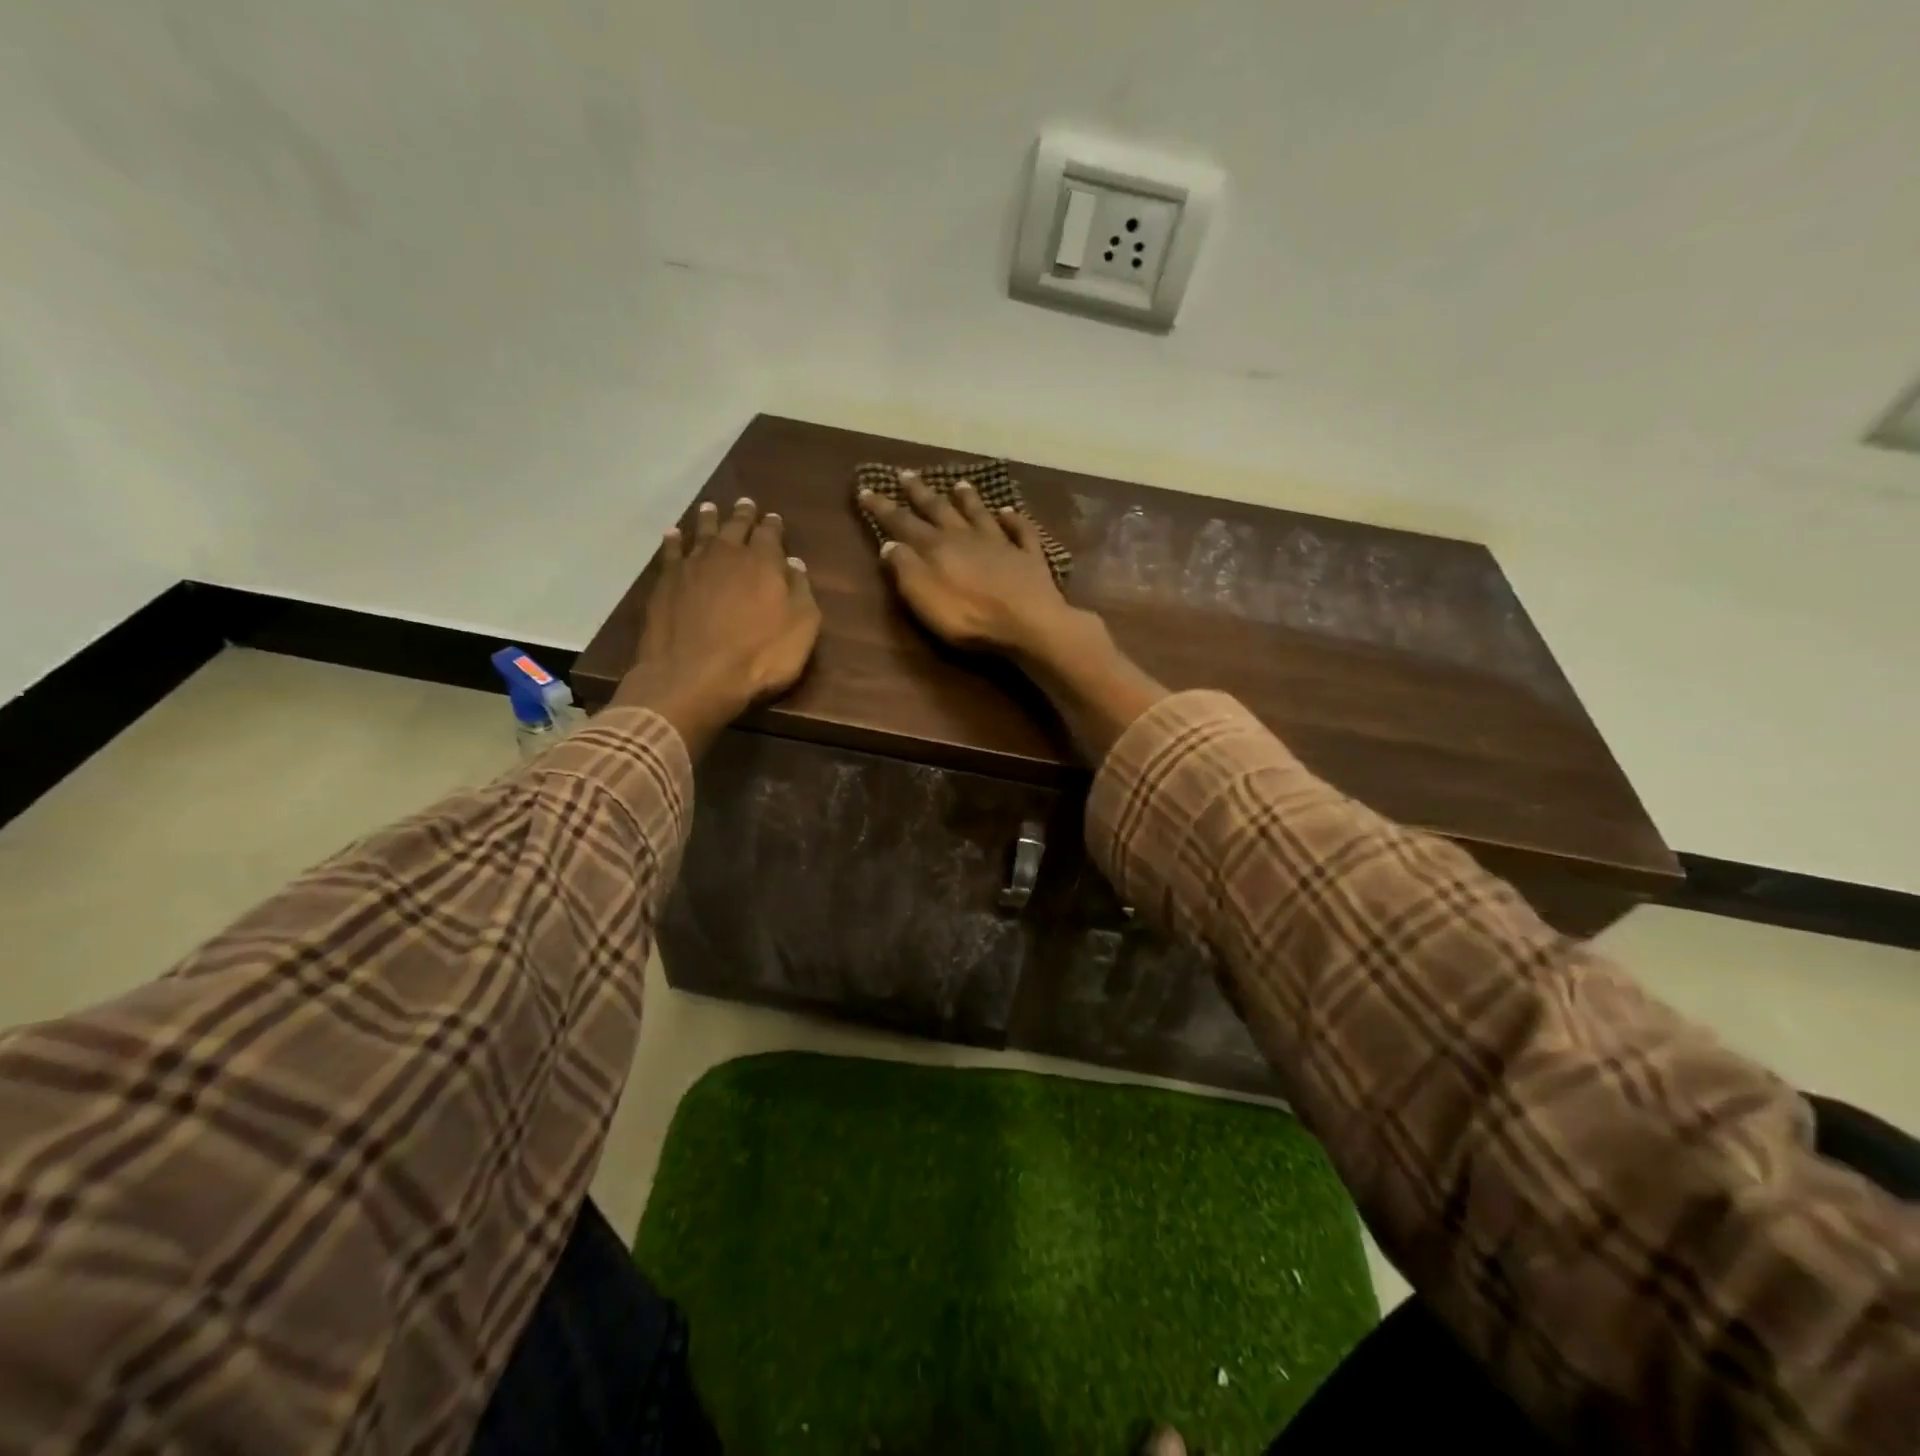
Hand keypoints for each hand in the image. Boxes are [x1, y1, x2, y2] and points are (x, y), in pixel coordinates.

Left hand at [612, 497, 819, 750]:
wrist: (694, 676)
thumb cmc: (759, 656)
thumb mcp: (801, 628)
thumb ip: (800, 592)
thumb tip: (795, 564)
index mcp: (764, 562)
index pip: (770, 534)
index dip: (773, 525)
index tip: (774, 517)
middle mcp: (727, 554)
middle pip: (735, 526)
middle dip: (743, 515)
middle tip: (745, 504)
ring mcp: (692, 566)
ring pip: (702, 533)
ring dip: (708, 520)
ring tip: (710, 508)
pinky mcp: (666, 583)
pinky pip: (671, 552)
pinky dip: (674, 541)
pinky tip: (674, 534)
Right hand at [859, 471, 1076, 655]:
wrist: (1027, 623)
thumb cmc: (968, 616)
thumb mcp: (923, 596)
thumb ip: (904, 568)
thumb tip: (889, 543)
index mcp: (937, 547)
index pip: (903, 523)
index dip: (883, 508)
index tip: (866, 490)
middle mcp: (967, 537)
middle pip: (940, 510)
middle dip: (920, 493)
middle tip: (906, 473)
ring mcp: (1001, 544)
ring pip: (980, 514)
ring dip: (968, 499)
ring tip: (959, 483)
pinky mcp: (1028, 557)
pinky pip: (1020, 531)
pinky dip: (1014, 519)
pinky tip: (1009, 511)